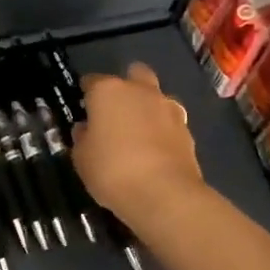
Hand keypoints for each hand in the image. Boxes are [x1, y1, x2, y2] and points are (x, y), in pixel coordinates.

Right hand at [71, 64, 205, 227]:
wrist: (164, 195)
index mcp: (108, 91)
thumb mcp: (82, 159)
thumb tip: (86, 130)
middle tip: (117, 110)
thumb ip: (82, 138)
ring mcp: (167, 108)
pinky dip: (163, 130)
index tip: (83, 107)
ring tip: (140, 133)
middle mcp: (140, 91)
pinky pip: (171, 122)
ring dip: (149, 107)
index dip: (86, 93)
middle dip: (127, 85)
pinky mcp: (187, 130)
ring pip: (157, 96)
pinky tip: (156, 151)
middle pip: (135, 74)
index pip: (92, 81)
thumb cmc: (112, 171)